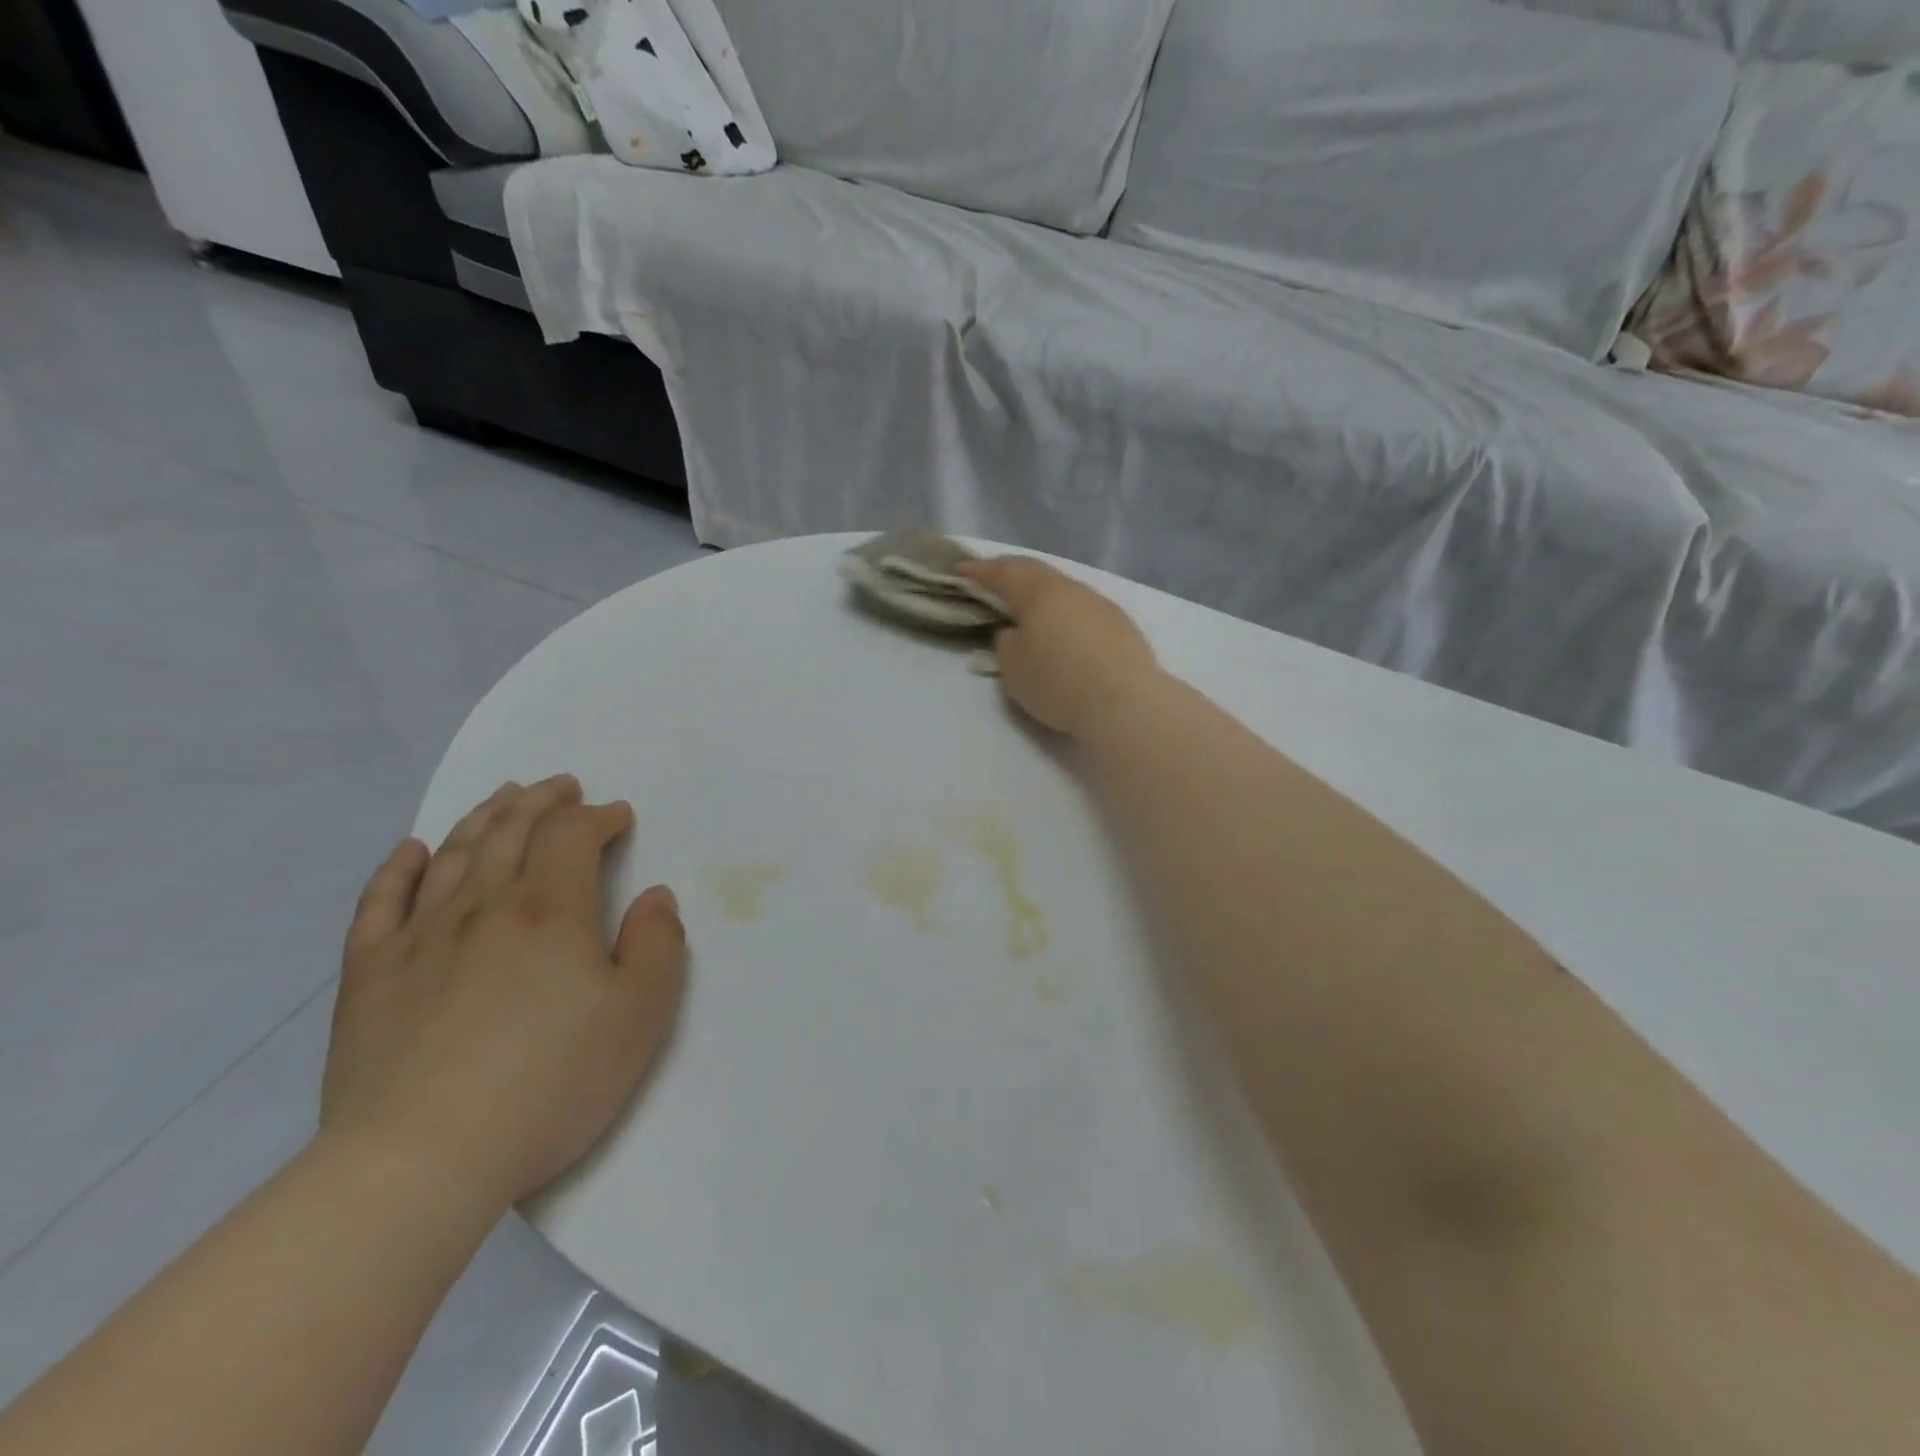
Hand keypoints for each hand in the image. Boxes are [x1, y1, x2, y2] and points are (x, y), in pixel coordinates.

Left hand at [322, 776, 686, 1213]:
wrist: (420, 1161)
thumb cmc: (549, 1083)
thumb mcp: (639, 1015)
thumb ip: (657, 945)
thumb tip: (655, 896)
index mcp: (550, 910)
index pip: (573, 836)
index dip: (598, 817)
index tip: (618, 817)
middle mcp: (483, 905)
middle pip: (512, 829)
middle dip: (543, 800)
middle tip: (562, 787)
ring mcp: (419, 936)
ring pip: (454, 853)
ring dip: (485, 816)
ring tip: (504, 797)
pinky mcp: (370, 975)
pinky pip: (380, 902)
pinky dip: (399, 868)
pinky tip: (413, 850)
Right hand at [958, 557, 1160, 737]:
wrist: (1125, 702)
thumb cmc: (1058, 683)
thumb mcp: (1014, 668)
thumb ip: (1007, 643)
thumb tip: (1016, 631)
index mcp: (1039, 593)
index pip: (1003, 572)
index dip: (980, 570)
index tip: (962, 569)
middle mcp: (1071, 589)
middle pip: (1036, 572)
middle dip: (1011, 573)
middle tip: (993, 578)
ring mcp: (1101, 605)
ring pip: (1064, 589)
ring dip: (1043, 593)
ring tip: (1030, 607)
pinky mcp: (1122, 625)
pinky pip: (1084, 609)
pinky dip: (1067, 613)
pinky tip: (1065, 629)